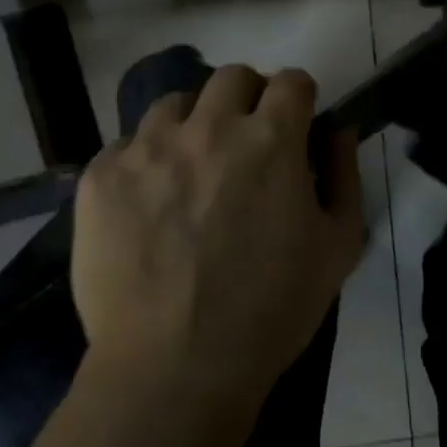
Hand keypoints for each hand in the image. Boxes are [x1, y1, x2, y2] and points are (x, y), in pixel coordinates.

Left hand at [71, 65, 366, 404]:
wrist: (173, 370)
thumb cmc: (270, 310)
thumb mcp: (338, 247)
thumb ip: (345, 174)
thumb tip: (339, 130)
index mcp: (270, 139)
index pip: (291, 80)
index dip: (299, 99)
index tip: (295, 125)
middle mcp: (209, 127)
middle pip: (232, 77)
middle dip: (248, 98)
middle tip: (246, 141)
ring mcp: (148, 148)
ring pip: (175, 103)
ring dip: (193, 123)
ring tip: (191, 167)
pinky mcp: (101, 176)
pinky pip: (126, 145)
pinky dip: (144, 161)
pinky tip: (147, 203)